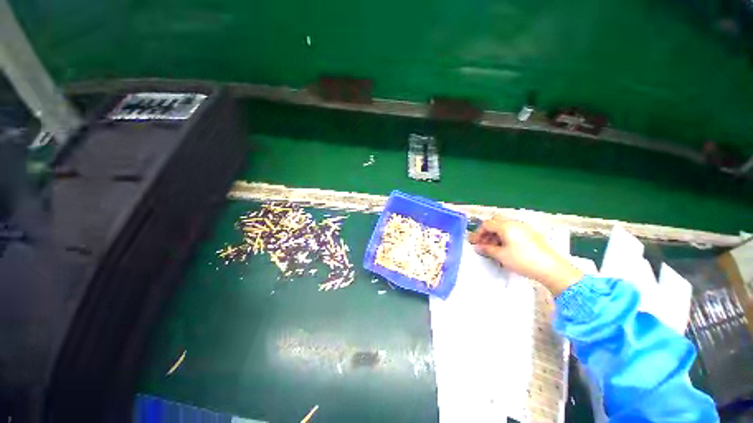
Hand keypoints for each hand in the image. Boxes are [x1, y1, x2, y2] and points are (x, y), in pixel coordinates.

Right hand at [468, 217, 582, 295]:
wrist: (551, 268)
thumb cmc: (523, 260)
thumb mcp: (501, 255)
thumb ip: (487, 249)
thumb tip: (477, 247)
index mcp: (506, 226)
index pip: (486, 224)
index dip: (478, 233)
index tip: (474, 243)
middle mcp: (514, 223)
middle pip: (495, 222)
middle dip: (487, 232)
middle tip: (483, 243)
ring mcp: (524, 228)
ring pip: (504, 226)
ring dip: (495, 234)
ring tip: (492, 247)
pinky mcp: (531, 234)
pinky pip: (513, 231)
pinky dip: (505, 236)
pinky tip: (505, 248)